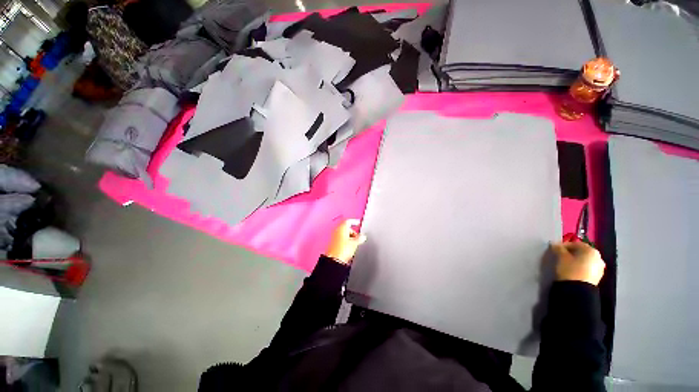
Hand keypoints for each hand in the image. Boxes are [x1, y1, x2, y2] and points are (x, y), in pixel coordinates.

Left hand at [325, 219, 365, 263]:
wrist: (335, 260)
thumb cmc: (343, 250)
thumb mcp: (355, 243)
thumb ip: (360, 238)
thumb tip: (362, 237)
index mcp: (342, 227)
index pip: (348, 221)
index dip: (354, 222)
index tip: (358, 223)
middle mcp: (337, 230)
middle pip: (346, 228)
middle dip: (352, 231)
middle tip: (358, 236)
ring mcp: (334, 237)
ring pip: (343, 234)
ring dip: (349, 237)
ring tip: (354, 243)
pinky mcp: (333, 244)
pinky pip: (340, 239)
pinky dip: (345, 241)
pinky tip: (349, 247)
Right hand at [551, 241, 605, 285]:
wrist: (578, 290)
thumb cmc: (570, 269)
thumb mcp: (560, 257)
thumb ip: (558, 248)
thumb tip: (554, 243)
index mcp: (591, 250)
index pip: (575, 243)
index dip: (564, 245)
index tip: (555, 249)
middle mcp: (598, 257)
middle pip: (582, 252)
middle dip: (571, 253)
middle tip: (560, 256)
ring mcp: (599, 268)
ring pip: (585, 260)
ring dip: (576, 260)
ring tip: (566, 264)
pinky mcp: (597, 277)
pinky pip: (587, 268)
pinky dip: (580, 267)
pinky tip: (573, 271)